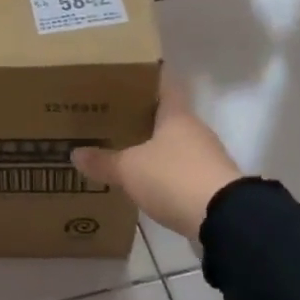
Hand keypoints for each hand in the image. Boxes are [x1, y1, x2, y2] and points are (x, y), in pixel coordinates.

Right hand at [71, 73, 243, 240]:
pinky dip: (163, 174)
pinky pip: (180, 171)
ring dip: (153, 148)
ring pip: (174, 145)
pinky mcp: (210, 185)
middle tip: (110, 119)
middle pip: (166, 117)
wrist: (224, 219)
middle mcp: (194, 130)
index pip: (163, 85)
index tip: (122, 79)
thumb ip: (103, 161)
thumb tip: (75, 153)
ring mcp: (206, 158)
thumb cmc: (174, 178)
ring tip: (123, 151)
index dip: (144, 80)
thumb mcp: (129, 169)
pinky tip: (145, 182)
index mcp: (176, 115)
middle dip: (141, 118)